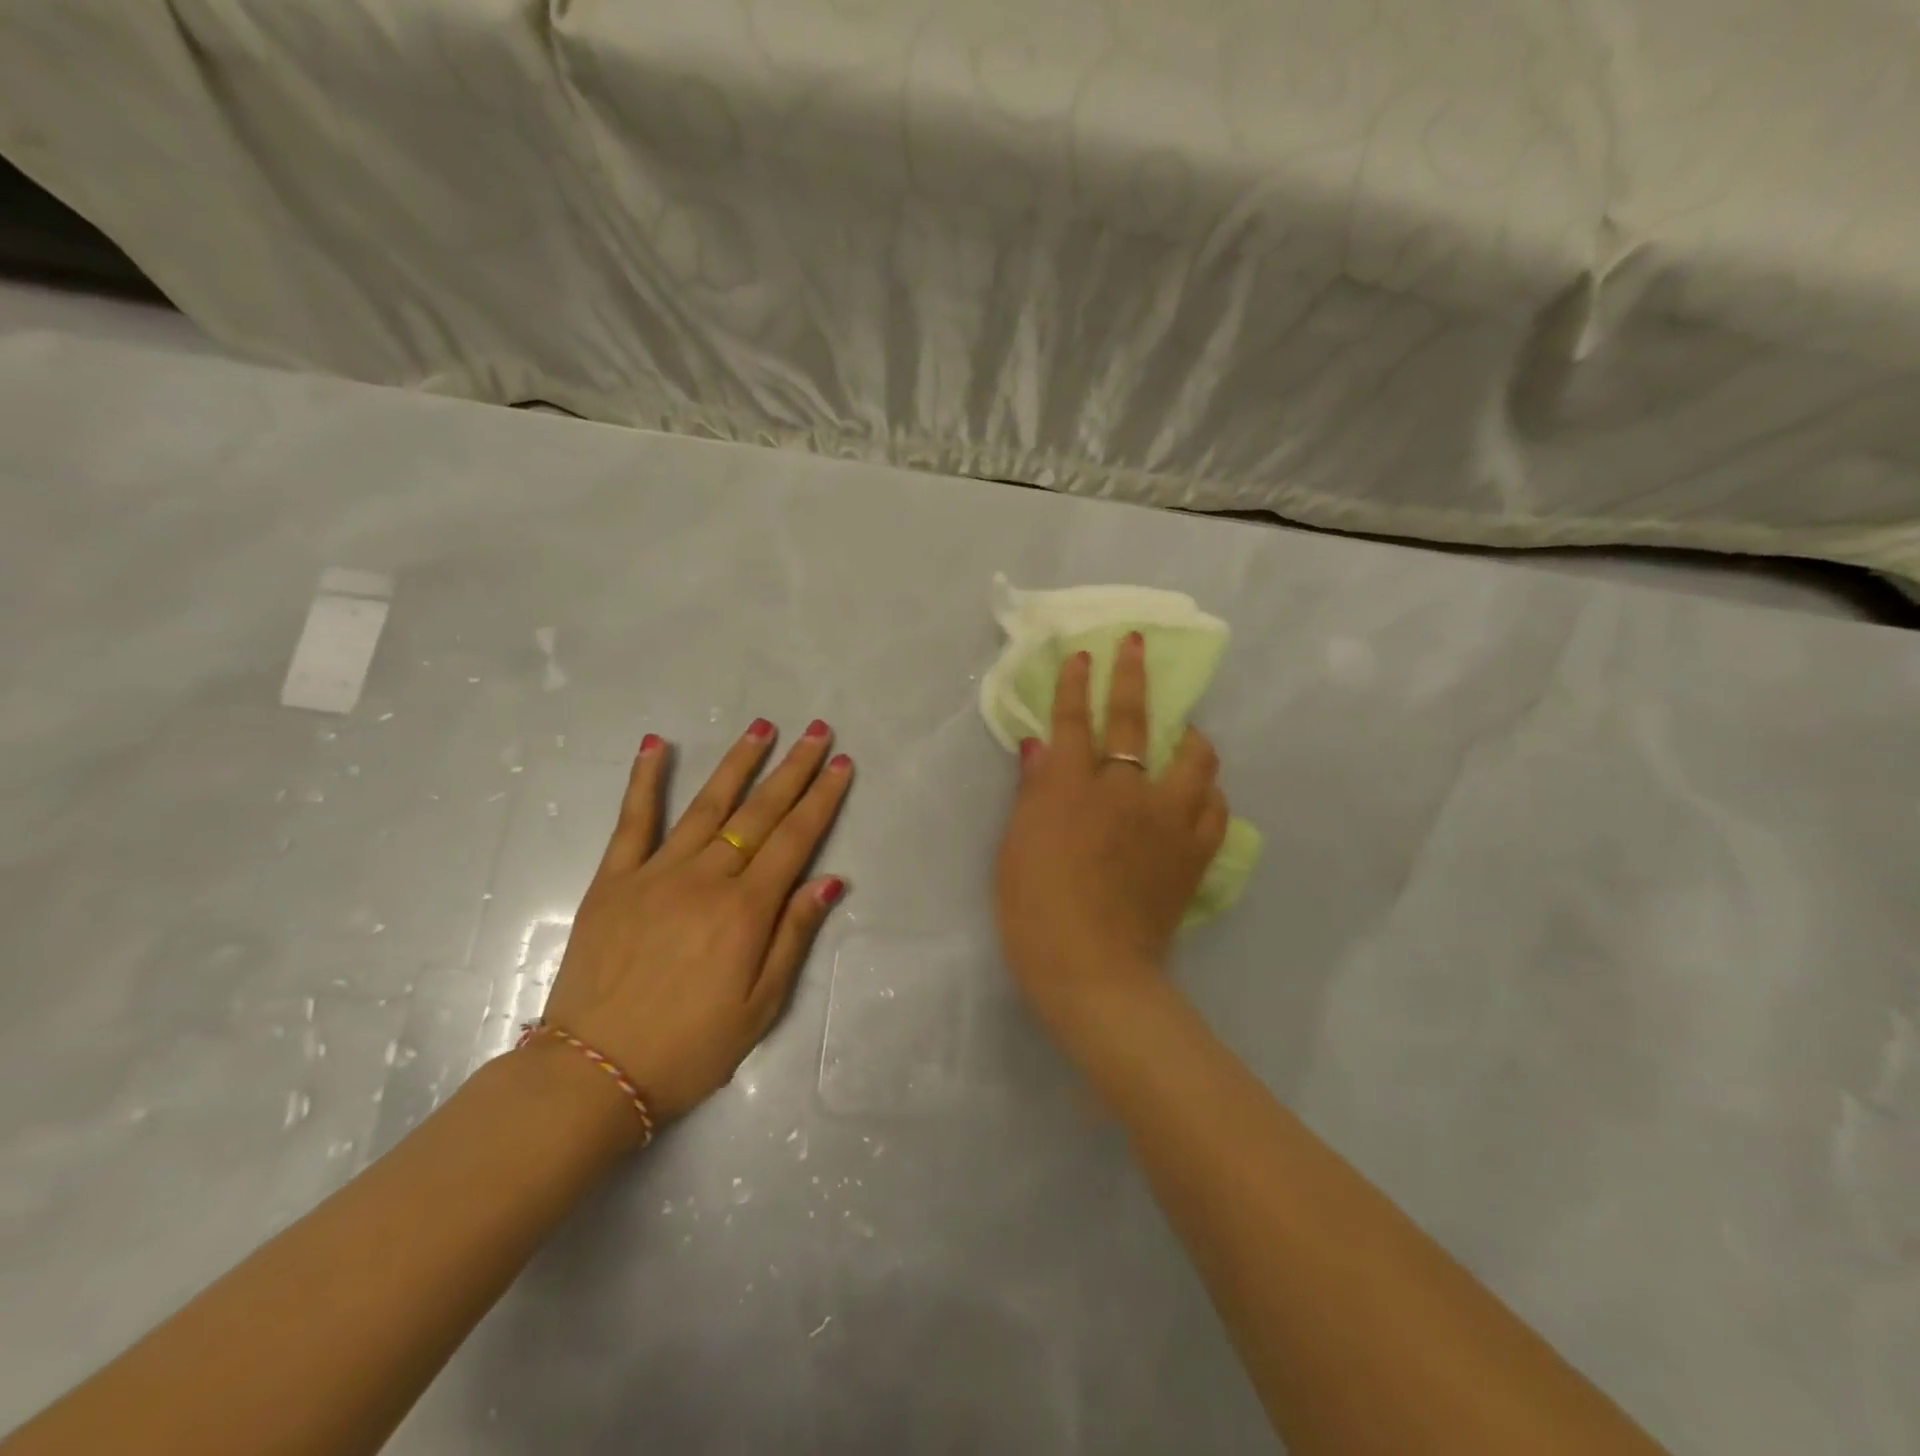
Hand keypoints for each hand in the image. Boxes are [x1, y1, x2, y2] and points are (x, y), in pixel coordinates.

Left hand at [539, 719, 851, 1134]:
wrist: (592, 1074)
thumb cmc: (688, 1048)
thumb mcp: (760, 1007)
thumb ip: (793, 936)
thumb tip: (830, 880)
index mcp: (745, 910)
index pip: (795, 839)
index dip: (822, 799)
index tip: (841, 763)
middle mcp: (706, 878)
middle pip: (759, 812)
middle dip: (793, 769)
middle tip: (818, 731)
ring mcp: (656, 873)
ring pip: (707, 805)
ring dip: (738, 762)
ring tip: (763, 726)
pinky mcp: (614, 879)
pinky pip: (633, 820)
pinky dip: (645, 779)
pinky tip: (657, 744)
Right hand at [995, 634, 1228, 1024]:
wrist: (1092, 971)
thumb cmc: (1034, 911)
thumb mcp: (1015, 848)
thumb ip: (1032, 792)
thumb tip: (1039, 748)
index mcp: (1072, 788)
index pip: (1074, 721)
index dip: (1076, 684)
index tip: (1083, 654)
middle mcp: (1124, 791)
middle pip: (1134, 721)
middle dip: (1131, 676)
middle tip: (1134, 645)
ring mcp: (1166, 820)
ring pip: (1194, 759)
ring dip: (1189, 736)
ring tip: (1185, 732)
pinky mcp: (1193, 854)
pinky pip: (1215, 809)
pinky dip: (1208, 793)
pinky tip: (1200, 794)